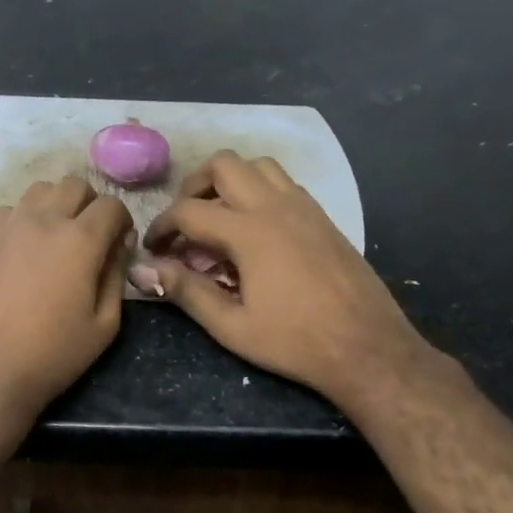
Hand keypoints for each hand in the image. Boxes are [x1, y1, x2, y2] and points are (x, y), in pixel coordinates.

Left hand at [0, 175, 134, 422]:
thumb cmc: (52, 355)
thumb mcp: (104, 325)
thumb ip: (117, 275)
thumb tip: (120, 243)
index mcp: (80, 240)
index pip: (111, 205)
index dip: (121, 220)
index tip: (118, 241)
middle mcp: (43, 220)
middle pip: (74, 185)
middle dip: (88, 204)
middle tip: (86, 235)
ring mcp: (5, 225)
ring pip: (37, 191)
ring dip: (52, 206)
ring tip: (50, 237)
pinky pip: (5, 211)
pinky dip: (18, 220)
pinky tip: (17, 249)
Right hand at [145, 152, 448, 410]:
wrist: (369, 348)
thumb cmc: (296, 342)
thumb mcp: (232, 326)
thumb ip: (186, 292)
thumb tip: (144, 271)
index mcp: (250, 233)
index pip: (188, 211)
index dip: (161, 226)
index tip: (153, 249)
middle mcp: (275, 207)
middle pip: (223, 165)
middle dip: (193, 187)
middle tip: (185, 222)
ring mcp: (304, 207)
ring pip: (257, 165)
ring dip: (230, 181)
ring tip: (219, 217)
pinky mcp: (322, 217)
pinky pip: (283, 183)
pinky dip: (259, 190)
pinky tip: (255, 228)